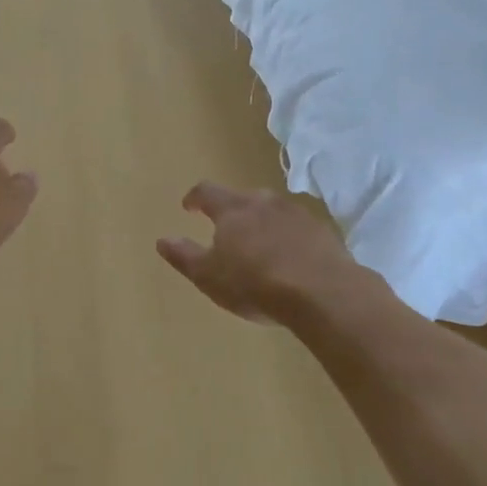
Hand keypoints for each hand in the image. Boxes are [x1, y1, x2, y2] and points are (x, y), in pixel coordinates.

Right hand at [157, 183, 376, 324]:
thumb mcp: (209, 276)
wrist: (324, 293)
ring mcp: (297, 214)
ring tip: (260, 245)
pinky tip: (291, 259)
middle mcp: (264, 202)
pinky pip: (298, 229)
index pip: (207, 192)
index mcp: (233, 209)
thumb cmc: (255, 284)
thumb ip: (184, 256)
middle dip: (232, 211)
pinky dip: (289, 238)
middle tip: (226, 230)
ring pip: (273, 211)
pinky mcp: (323, 232)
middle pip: (242, 198)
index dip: (195, 197)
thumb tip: (162, 239)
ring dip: (263, 223)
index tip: (188, 206)